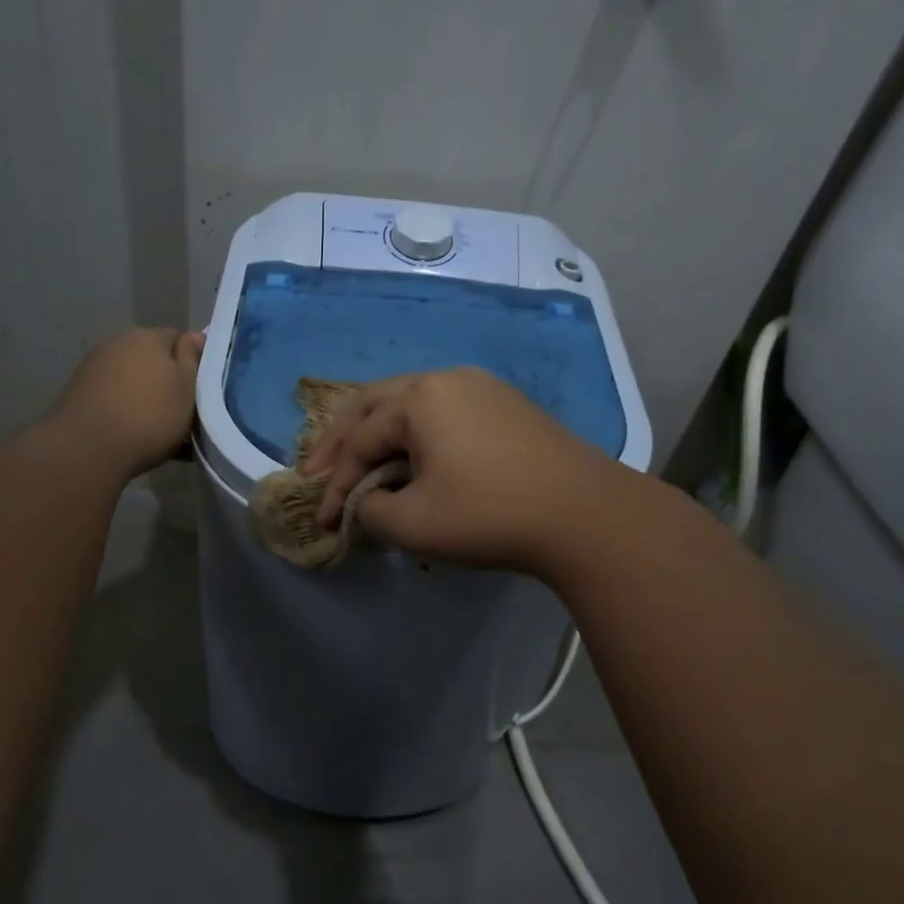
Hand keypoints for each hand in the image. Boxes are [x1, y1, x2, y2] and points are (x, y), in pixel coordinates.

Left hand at [48, 328, 204, 479]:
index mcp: (147, 336)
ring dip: (146, 399)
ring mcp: (94, 369)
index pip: (178, 338)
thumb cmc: (151, 414)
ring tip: (160, 431)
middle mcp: (117, 344)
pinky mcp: (78, 395)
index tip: (201, 389)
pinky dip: (126, 413)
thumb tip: (194, 336)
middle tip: (184, 412)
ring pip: (133, 382)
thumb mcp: (187, 387)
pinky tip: (135, 438)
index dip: (193, 362)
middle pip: (153, 360)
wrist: (89, 448)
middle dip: (167, 382)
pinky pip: (114, 400)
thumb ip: (192, 358)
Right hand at [302, 367, 629, 574]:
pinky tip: (411, 455)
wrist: (586, 515)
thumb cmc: (490, 515)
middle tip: (317, 470)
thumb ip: (370, 511)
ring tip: (358, 461)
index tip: (322, 521)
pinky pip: (442, 412)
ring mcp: (480, 387)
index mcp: (418, 398)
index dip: (335, 483)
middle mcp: (445, 379)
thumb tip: (367, 502)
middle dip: (342, 441)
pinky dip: (414, 434)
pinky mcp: (505, 404)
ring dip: (378, 434)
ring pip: (409, 404)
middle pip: (374, 405)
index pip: (360, 441)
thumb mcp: (413, 524)